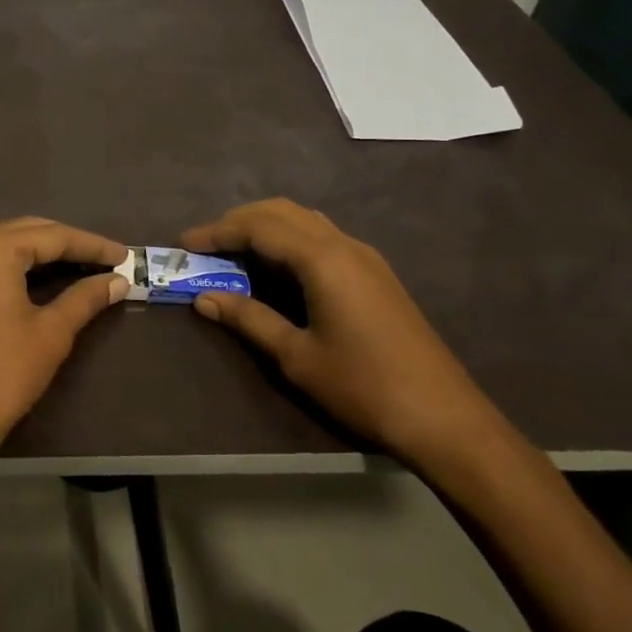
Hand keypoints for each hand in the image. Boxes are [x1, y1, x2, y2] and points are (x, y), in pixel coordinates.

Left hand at [0, 218, 127, 468]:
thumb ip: (86, 297)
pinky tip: (44, 277)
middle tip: (108, 260)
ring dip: (44, 252)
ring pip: (7, 244)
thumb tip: (118, 281)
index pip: (54, 236)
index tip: (126, 256)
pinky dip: (19, 264)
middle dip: (68, 244)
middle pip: (28, 232)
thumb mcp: (52, 332)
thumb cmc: (3, 372)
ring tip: (83, 266)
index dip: (92, 245)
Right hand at [181, 199, 505, 469]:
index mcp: (322, 259)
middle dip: (239, 221)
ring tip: (235, 252)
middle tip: (206, 244)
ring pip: (305, 220)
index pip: (258, 227)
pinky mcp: (376, 274)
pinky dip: (290, 239)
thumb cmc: (363, 386)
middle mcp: (344, 245)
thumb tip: (204, 298)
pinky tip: (279, 268)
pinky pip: (322, 237)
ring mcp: (365, 257)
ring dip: (266, 226)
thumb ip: (248, 319)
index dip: (217, 231)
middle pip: (281, 212)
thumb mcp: (296, 356)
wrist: (446, 419)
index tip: (185, 243)